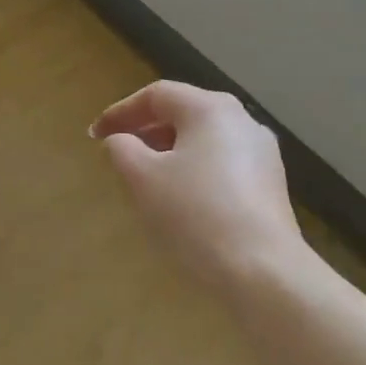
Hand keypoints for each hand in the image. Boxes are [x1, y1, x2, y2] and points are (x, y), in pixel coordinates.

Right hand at [91, 81, 306, 288]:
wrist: (262, 269)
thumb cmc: (195, 214)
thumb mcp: (143, 179)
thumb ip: (122, 149)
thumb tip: (120, 140)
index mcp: (210, 109)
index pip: (157, 95)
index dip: (121, 112)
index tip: (95, 135)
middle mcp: (242, 120)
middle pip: (184, 114)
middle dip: (146, 131)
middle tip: (118, 154)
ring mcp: (262, 153)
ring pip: (204, 141)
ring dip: (169, 153)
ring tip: (145, 179)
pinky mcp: (270, 184)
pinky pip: (222, 164)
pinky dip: (194, 171)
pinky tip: (182, 201)